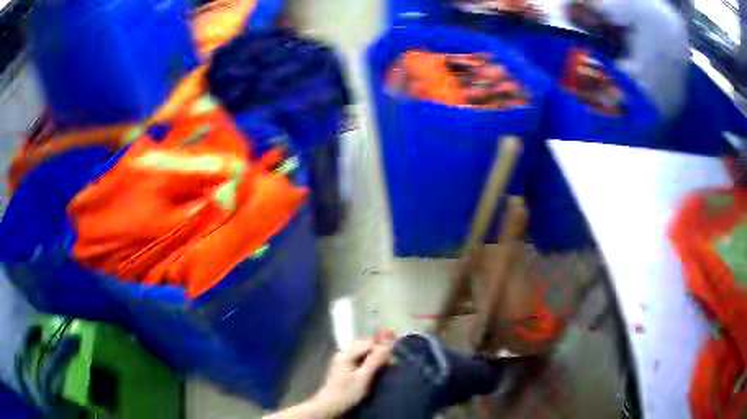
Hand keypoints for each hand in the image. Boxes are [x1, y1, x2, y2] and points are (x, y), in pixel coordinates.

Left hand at [311, 339, 393, 416]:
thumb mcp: (363, 378)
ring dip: (373, 355)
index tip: (393, 358)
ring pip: (361, 351)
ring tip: (384, 363)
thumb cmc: (347, 392)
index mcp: (346, 354)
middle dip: (378, 350)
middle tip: (390, 361)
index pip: (368, 343)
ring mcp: (342, 359)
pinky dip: (367, 359)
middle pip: (364, 345)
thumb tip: (388, 346)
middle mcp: (343, 353)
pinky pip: (358, 357)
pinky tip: (373, 366)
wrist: (330, 404)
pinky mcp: (343, 366)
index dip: (382, 348)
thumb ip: (374, 361)